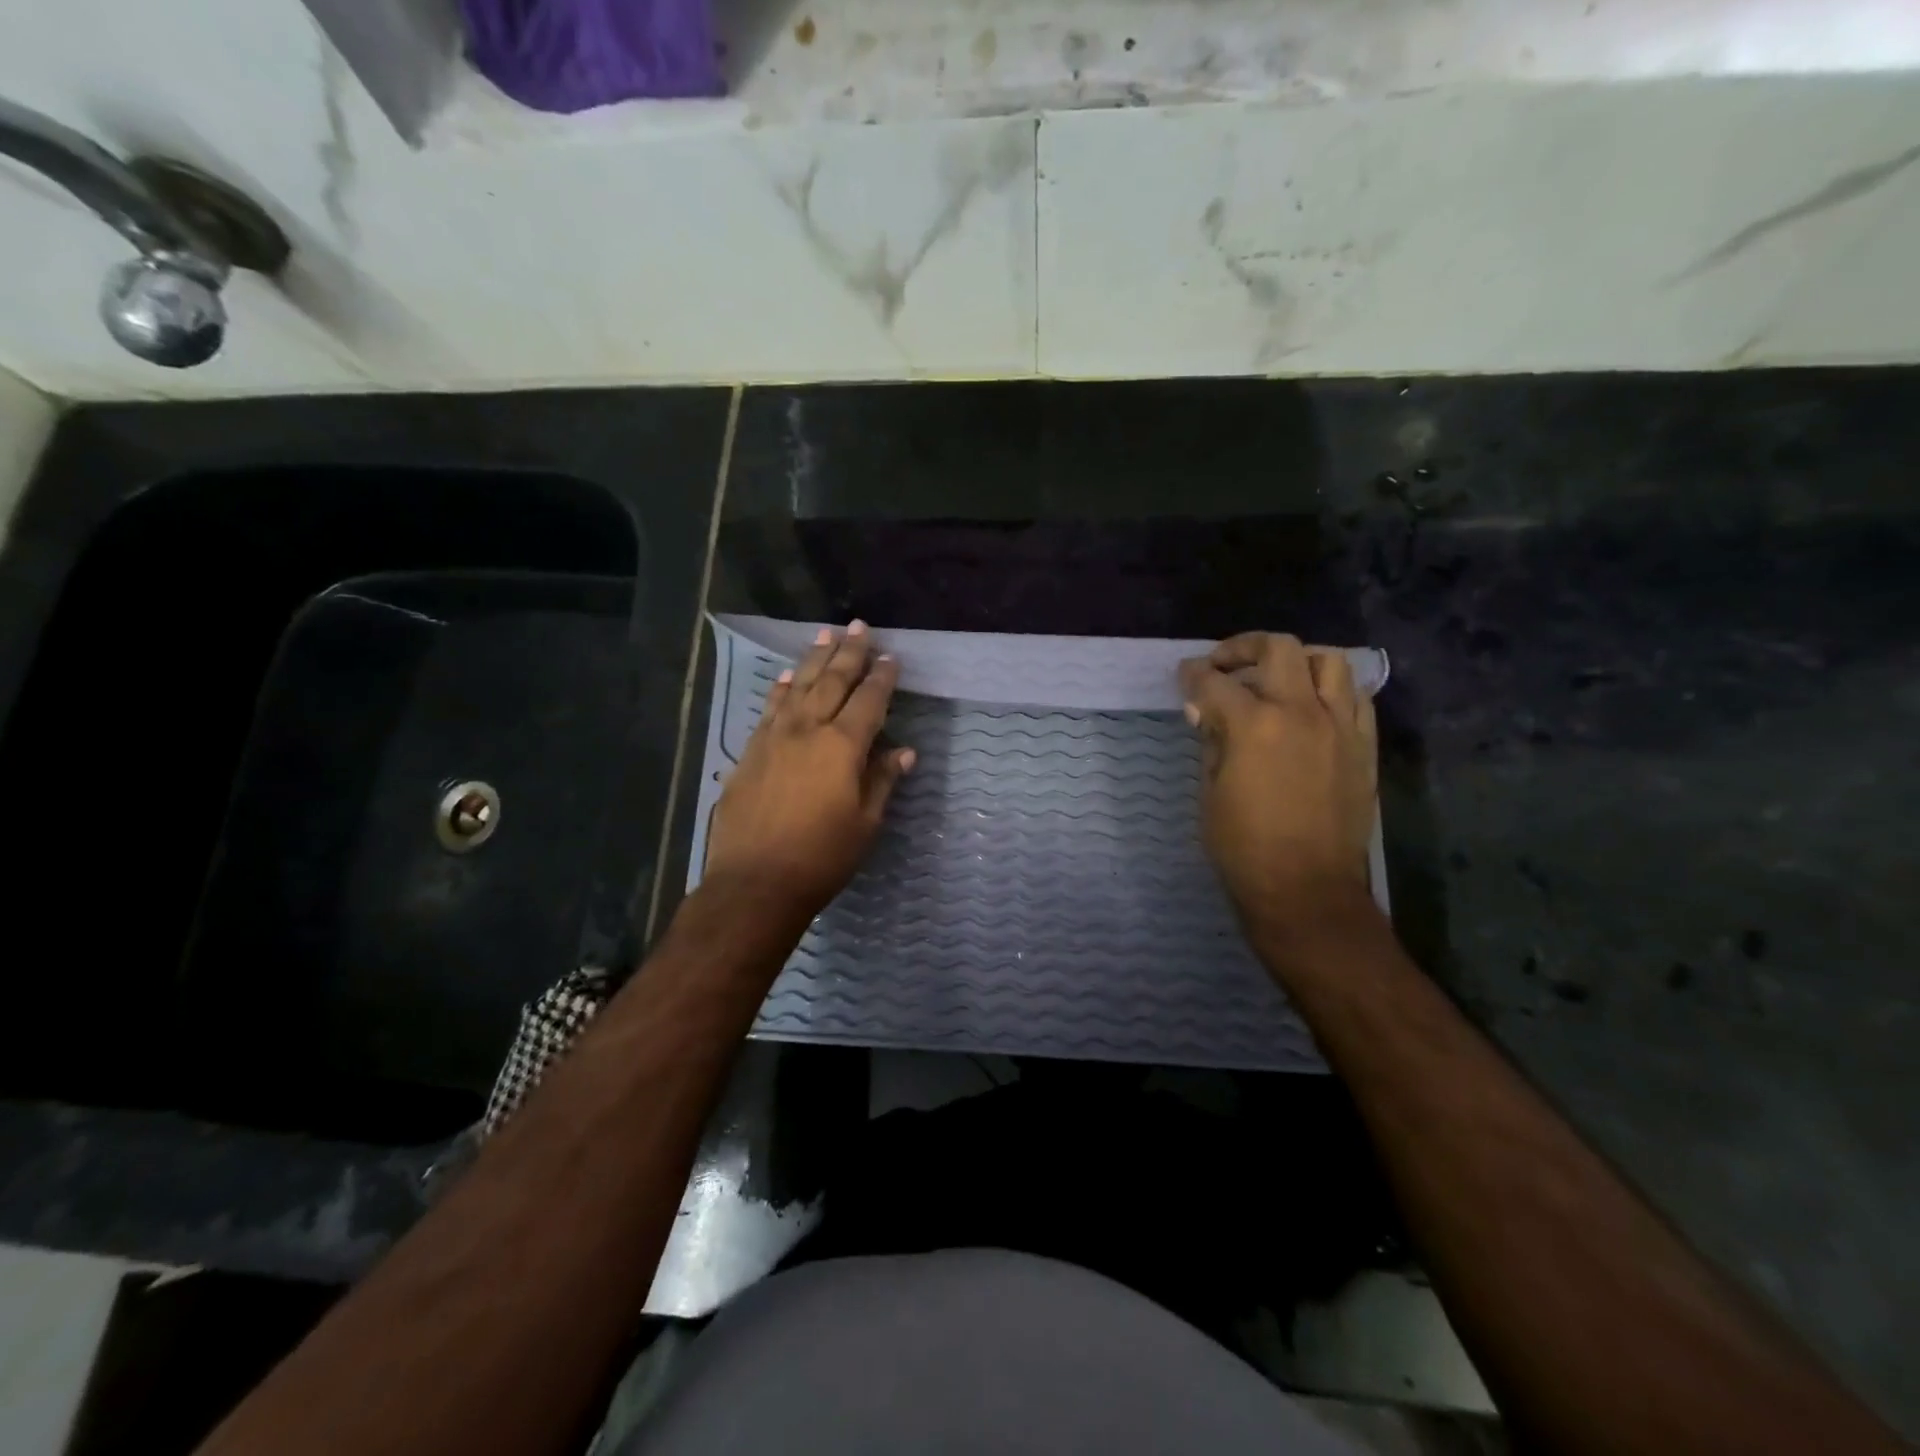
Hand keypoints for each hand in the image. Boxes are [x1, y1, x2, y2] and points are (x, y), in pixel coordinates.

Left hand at [703, 621, 914, 922]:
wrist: (755, 882)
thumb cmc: (821, 857)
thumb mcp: (865, 823)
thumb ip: (882, 781)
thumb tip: (904, 752)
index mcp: (842, 747)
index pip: (869, 701)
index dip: (882, 677)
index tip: (891, 657)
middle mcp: (808, 730)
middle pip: (833, 682)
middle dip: (849, 653)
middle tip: (859, 626)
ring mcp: (774, 738)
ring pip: (799, 687)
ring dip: (815, 660)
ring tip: (826, 636)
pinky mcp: (750, 752)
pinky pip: (770, 709)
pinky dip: (782, 689)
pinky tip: (788, 676)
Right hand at [1178, 633, 1378, 958]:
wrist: (1306, 890)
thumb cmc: (1243, 847)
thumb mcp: (1211, 792)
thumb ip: (1212, 742)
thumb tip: (1208, 712)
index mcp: (1254, 725)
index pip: (1215, 682)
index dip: (1193, 675)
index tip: (1184, 675)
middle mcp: (1302, 712)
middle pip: (1278, 649)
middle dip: (1243, 648)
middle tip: (1224, 666)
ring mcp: (1340, 726)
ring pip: (1327, 662)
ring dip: (1295, 662)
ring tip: (1275, 680)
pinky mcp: (1364, 746)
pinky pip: (1355, 697)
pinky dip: (1330, 690)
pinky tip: (1311, 708)